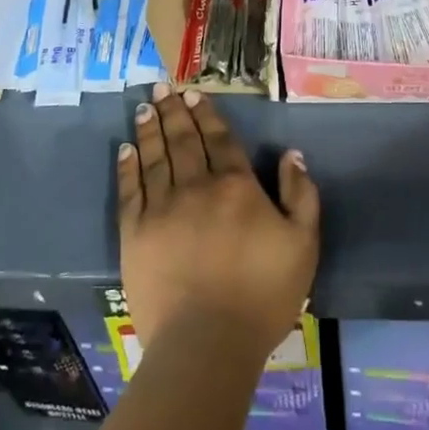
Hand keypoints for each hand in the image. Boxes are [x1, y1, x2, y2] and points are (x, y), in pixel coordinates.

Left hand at [118, 84, 319, 359]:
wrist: (207, 343)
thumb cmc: (262, 294)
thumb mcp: (303, 244)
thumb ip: (301, 195)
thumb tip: (292, 155)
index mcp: (236, 186)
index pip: (219, 139)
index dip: (207, 115)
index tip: (194, 94)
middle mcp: (196, 186)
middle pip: (183, 140)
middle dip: (173, 111)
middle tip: (162, 87)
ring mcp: (162, 208)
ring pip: (155, 157)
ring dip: (150, 128)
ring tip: (144, 107)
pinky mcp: (135, 233)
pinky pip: (130, 190)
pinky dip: (127, 166)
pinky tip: (125, 148)